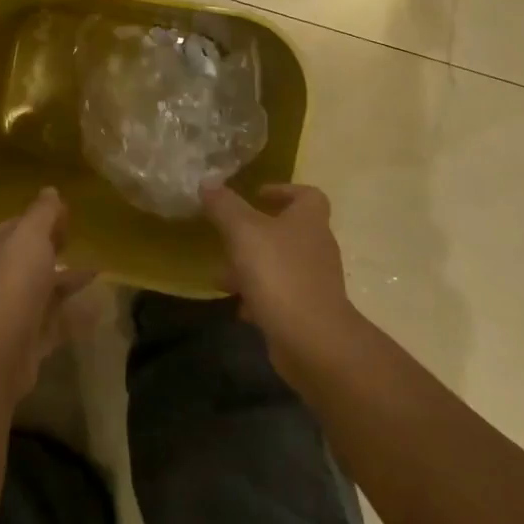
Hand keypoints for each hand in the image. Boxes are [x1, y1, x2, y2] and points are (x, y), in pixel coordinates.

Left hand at [0, 188, 91, 394]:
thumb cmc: (12, 281)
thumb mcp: (30, 234)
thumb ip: (43, 212)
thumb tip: (50, 190)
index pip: (18, 225)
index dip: (42, 218)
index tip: (70, 216)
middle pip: (29, 257)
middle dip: (54, 248)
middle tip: (82, 240)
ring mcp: (10, 309)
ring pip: (43, 289)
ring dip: (68, 280)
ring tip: (99, 271)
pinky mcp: (26, 339)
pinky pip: (55, 322)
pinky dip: (75, 315)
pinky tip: (99, 308)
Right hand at [201, 183, 355, 375]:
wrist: (313, 341)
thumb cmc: (279, 274)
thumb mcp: (243, 232)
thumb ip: (224, 206)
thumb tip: (207, 182)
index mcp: (308, 221)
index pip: (307, 195)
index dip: (283, 190)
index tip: (257, 195)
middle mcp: (316, 247)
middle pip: (288, 231)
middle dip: (254, 234)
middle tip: (227, 239)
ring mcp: (314, 282)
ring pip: (279, 265)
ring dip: (251, 268)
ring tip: (222, 278)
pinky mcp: (308, 312)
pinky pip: (280, 295)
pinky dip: (259, 297)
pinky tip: (239, 307)